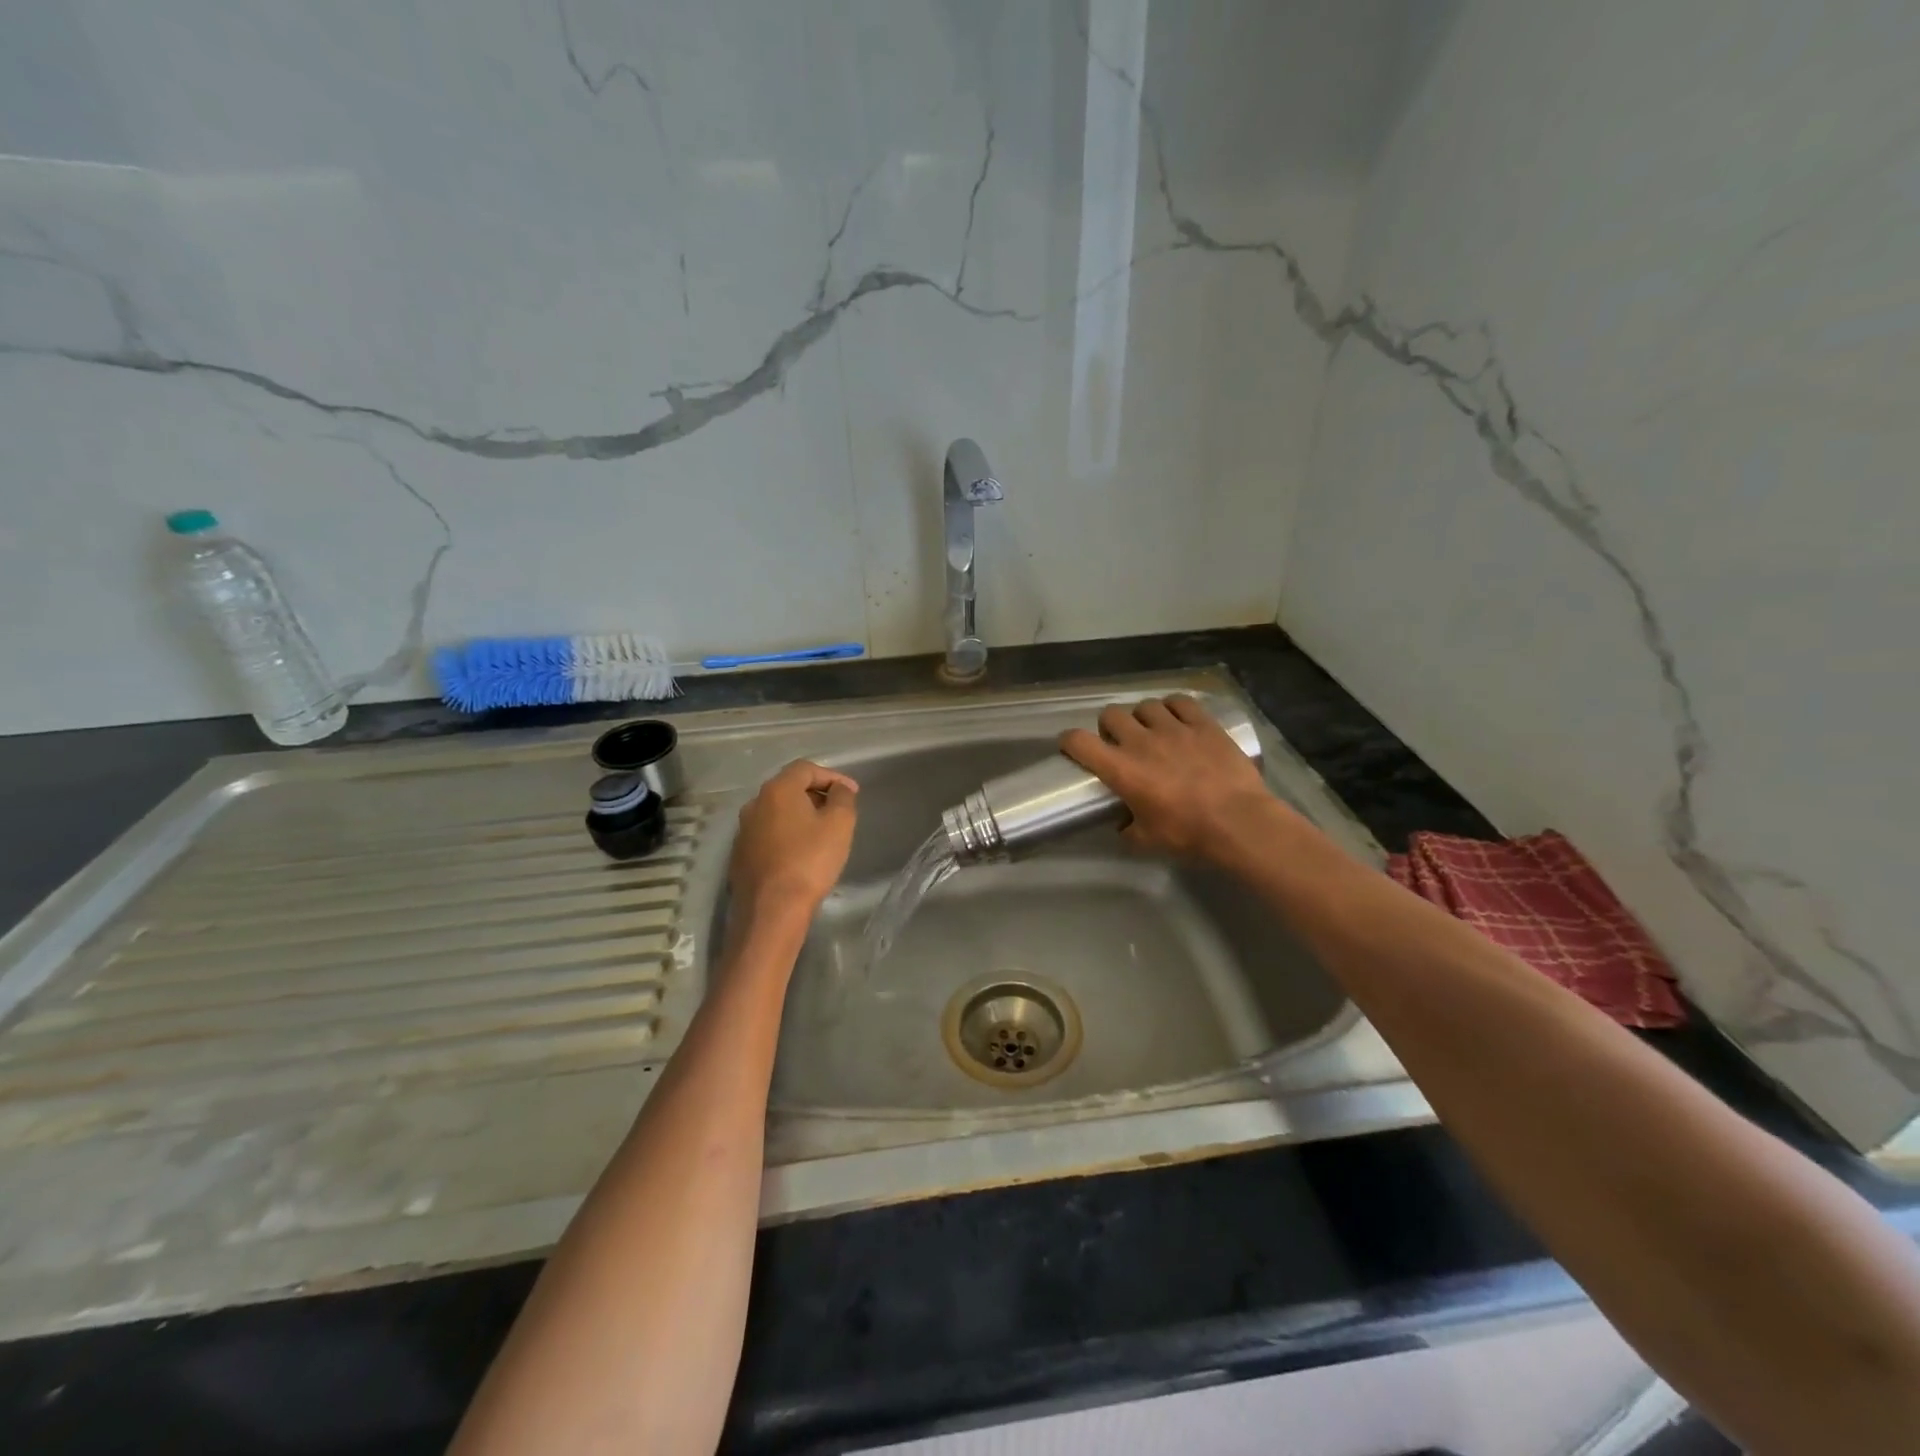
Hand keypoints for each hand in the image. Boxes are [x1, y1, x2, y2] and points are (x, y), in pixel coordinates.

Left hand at [728, 759, 858, 916]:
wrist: (772, 910)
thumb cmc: (810, 861)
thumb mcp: (839, 824)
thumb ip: (843, 797)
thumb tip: (839, 788)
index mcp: (778, 790)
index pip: (806, 768)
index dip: (832, 776)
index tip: (851, 793)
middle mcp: (755, 804)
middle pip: (789, 788)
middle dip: (816, 794)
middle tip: (838, 810)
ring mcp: (744, 830)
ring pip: (777, 812)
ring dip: (800, 816)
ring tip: (821, 832)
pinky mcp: (740, 855)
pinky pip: (768, 834)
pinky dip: (786, 835)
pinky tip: (800, 854)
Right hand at [1060, 696, 1279, 862]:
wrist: (1239, 822)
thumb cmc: (1188, 834)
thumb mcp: (1147, 841)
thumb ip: (1127, 829)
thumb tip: (1122, 824)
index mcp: (1121, 769)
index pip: (1079, 741)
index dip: (1069, 741)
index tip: (1072, 748)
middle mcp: (1141, 741)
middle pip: (1110, 715)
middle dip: (1109, 727)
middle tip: (1119, 742)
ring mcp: (1174, 728)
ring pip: (1145, 705)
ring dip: (1142, 717)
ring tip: (1151, 730)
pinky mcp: (1203, 723)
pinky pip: (1180, 702)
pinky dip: (1174, 708)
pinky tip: (1178, 718)